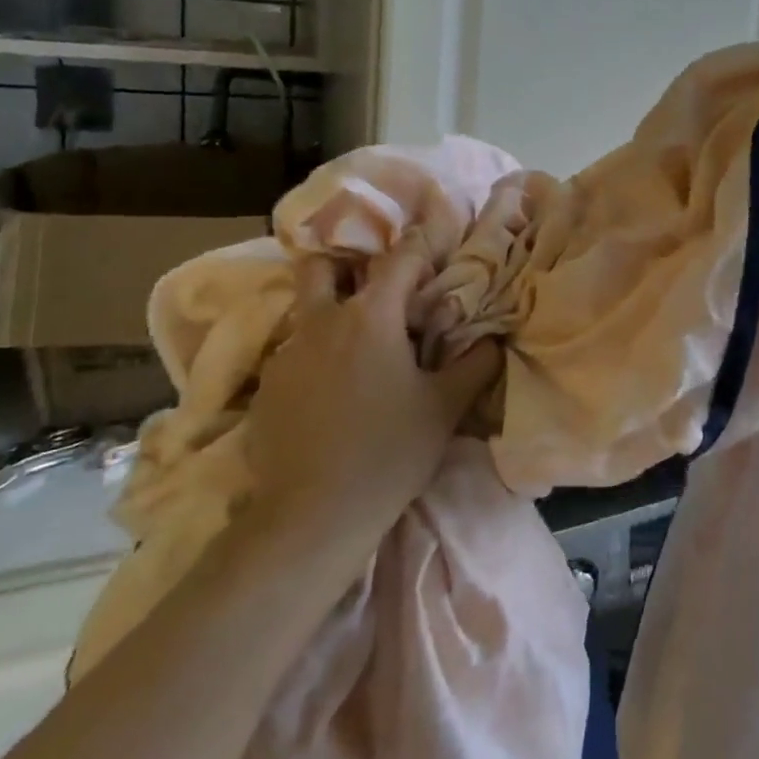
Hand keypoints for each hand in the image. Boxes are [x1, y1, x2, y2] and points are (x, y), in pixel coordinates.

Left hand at [242, 237, 502, 547]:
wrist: (312, 515)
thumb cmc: (390, 450)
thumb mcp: (446, 406)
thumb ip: (476, 363)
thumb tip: (493, 339)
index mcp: (371, 315)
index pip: (399, 258)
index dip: (421, 245)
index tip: (435, 244)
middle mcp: (322, 321)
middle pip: (322, 266)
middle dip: (347, 264)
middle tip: (376, 288)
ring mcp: (287, 354)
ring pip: (306, 310)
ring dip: (331, 313)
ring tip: (358, 347)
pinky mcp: (266, 388)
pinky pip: (293, 352)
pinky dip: (315, 355)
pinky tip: (332, 392)